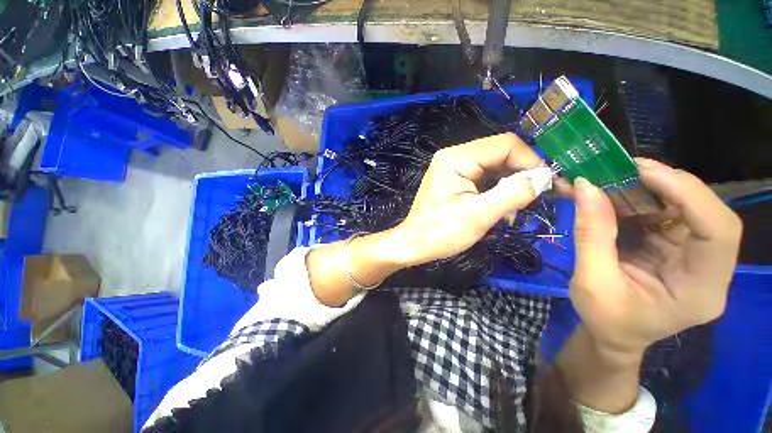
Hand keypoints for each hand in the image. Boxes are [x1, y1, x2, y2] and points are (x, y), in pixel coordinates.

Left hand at [392, 133, 542, 266]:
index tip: (546, 186)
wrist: (414, 245)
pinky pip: (485, 179)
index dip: (531, 161)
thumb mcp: (478, 215)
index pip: (505, 145)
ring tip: (517, 209)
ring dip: (510, 186)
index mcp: (456, 158)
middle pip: (500, 154)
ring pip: (495, 168)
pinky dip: (498, 191)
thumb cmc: (440, 233)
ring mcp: (454, 168)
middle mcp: (455, 156)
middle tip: (535, 200)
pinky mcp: (455, 180)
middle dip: (521, 175)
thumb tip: (544, 177)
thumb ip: (512, 193)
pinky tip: (503, 209)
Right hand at [569, 158, 741, 357]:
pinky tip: (611, 195)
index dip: (689, 194)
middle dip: (665, 184)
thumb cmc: (605, 319)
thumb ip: (592, 234)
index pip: (719, 232)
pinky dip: (636, 198)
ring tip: (608, 180)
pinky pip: (663, 213)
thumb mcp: (592, 281)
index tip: (643, 172)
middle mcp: (709, 269)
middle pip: (704, 212)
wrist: (613, 335)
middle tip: (621, 170)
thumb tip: (585, 187)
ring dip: (645, 188)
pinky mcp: (676, 247)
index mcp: (700, 290)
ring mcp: (694, 255)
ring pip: (683, 207)